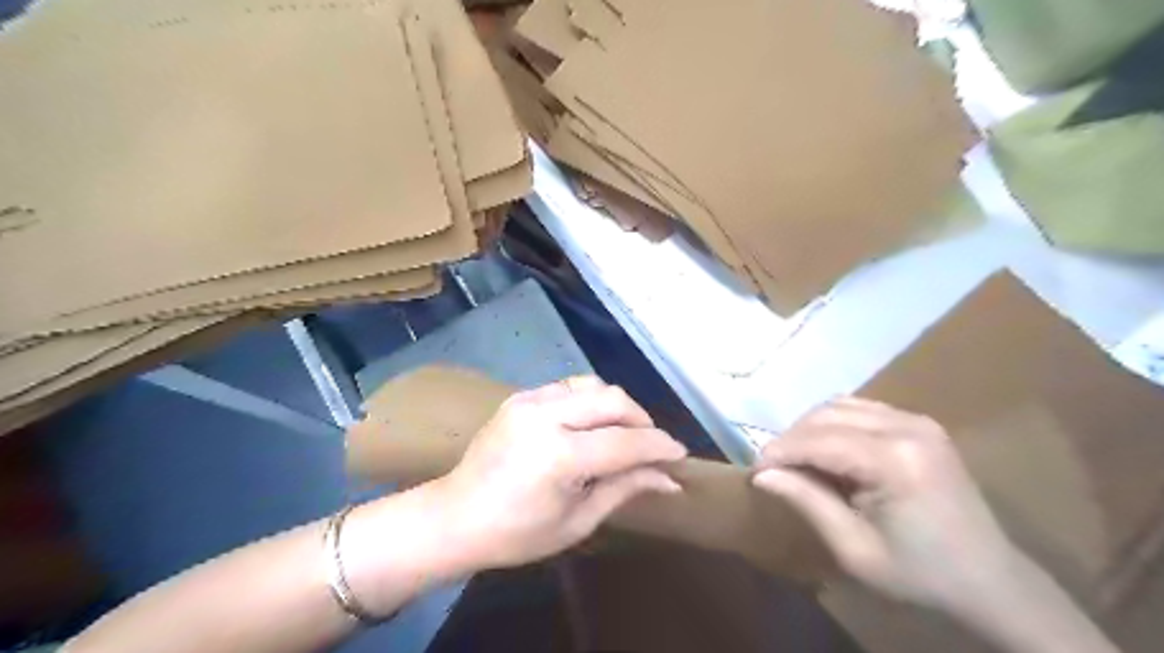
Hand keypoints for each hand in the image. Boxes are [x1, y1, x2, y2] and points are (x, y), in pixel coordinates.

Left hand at [436, 379, 688, 570]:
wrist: (455, 516)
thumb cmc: (516, 534)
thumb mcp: (577, 520)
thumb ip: (624, 489)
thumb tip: (668, 479)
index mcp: (558, 455)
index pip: (625, 442)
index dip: (659, 447)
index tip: (680, 455)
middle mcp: (545, 416)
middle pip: (613, 400)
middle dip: (641, 420)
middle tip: (651, 446)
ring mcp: (529, 400)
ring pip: (593, 385)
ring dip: (616, 407)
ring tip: (622, 434)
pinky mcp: (520, 396)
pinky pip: (569, 387)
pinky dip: (590, 402)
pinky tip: (590, 426)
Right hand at [756, 394, 1021, 614]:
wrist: (990, 581)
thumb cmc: (919, 574)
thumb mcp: (853, 548)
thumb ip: (806, 501)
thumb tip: (761, 474)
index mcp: (894, 460)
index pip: (818, 440)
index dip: (778, 451)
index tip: (753, 471)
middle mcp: (907, 427)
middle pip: (825, 415)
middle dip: (791, 439)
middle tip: (773, 469)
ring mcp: (917, 420)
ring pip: (839, 406)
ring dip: (810, 429)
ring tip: (798, 461)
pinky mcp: (920, 423)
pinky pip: (860, 409)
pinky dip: (834, 425)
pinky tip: (828, 451)